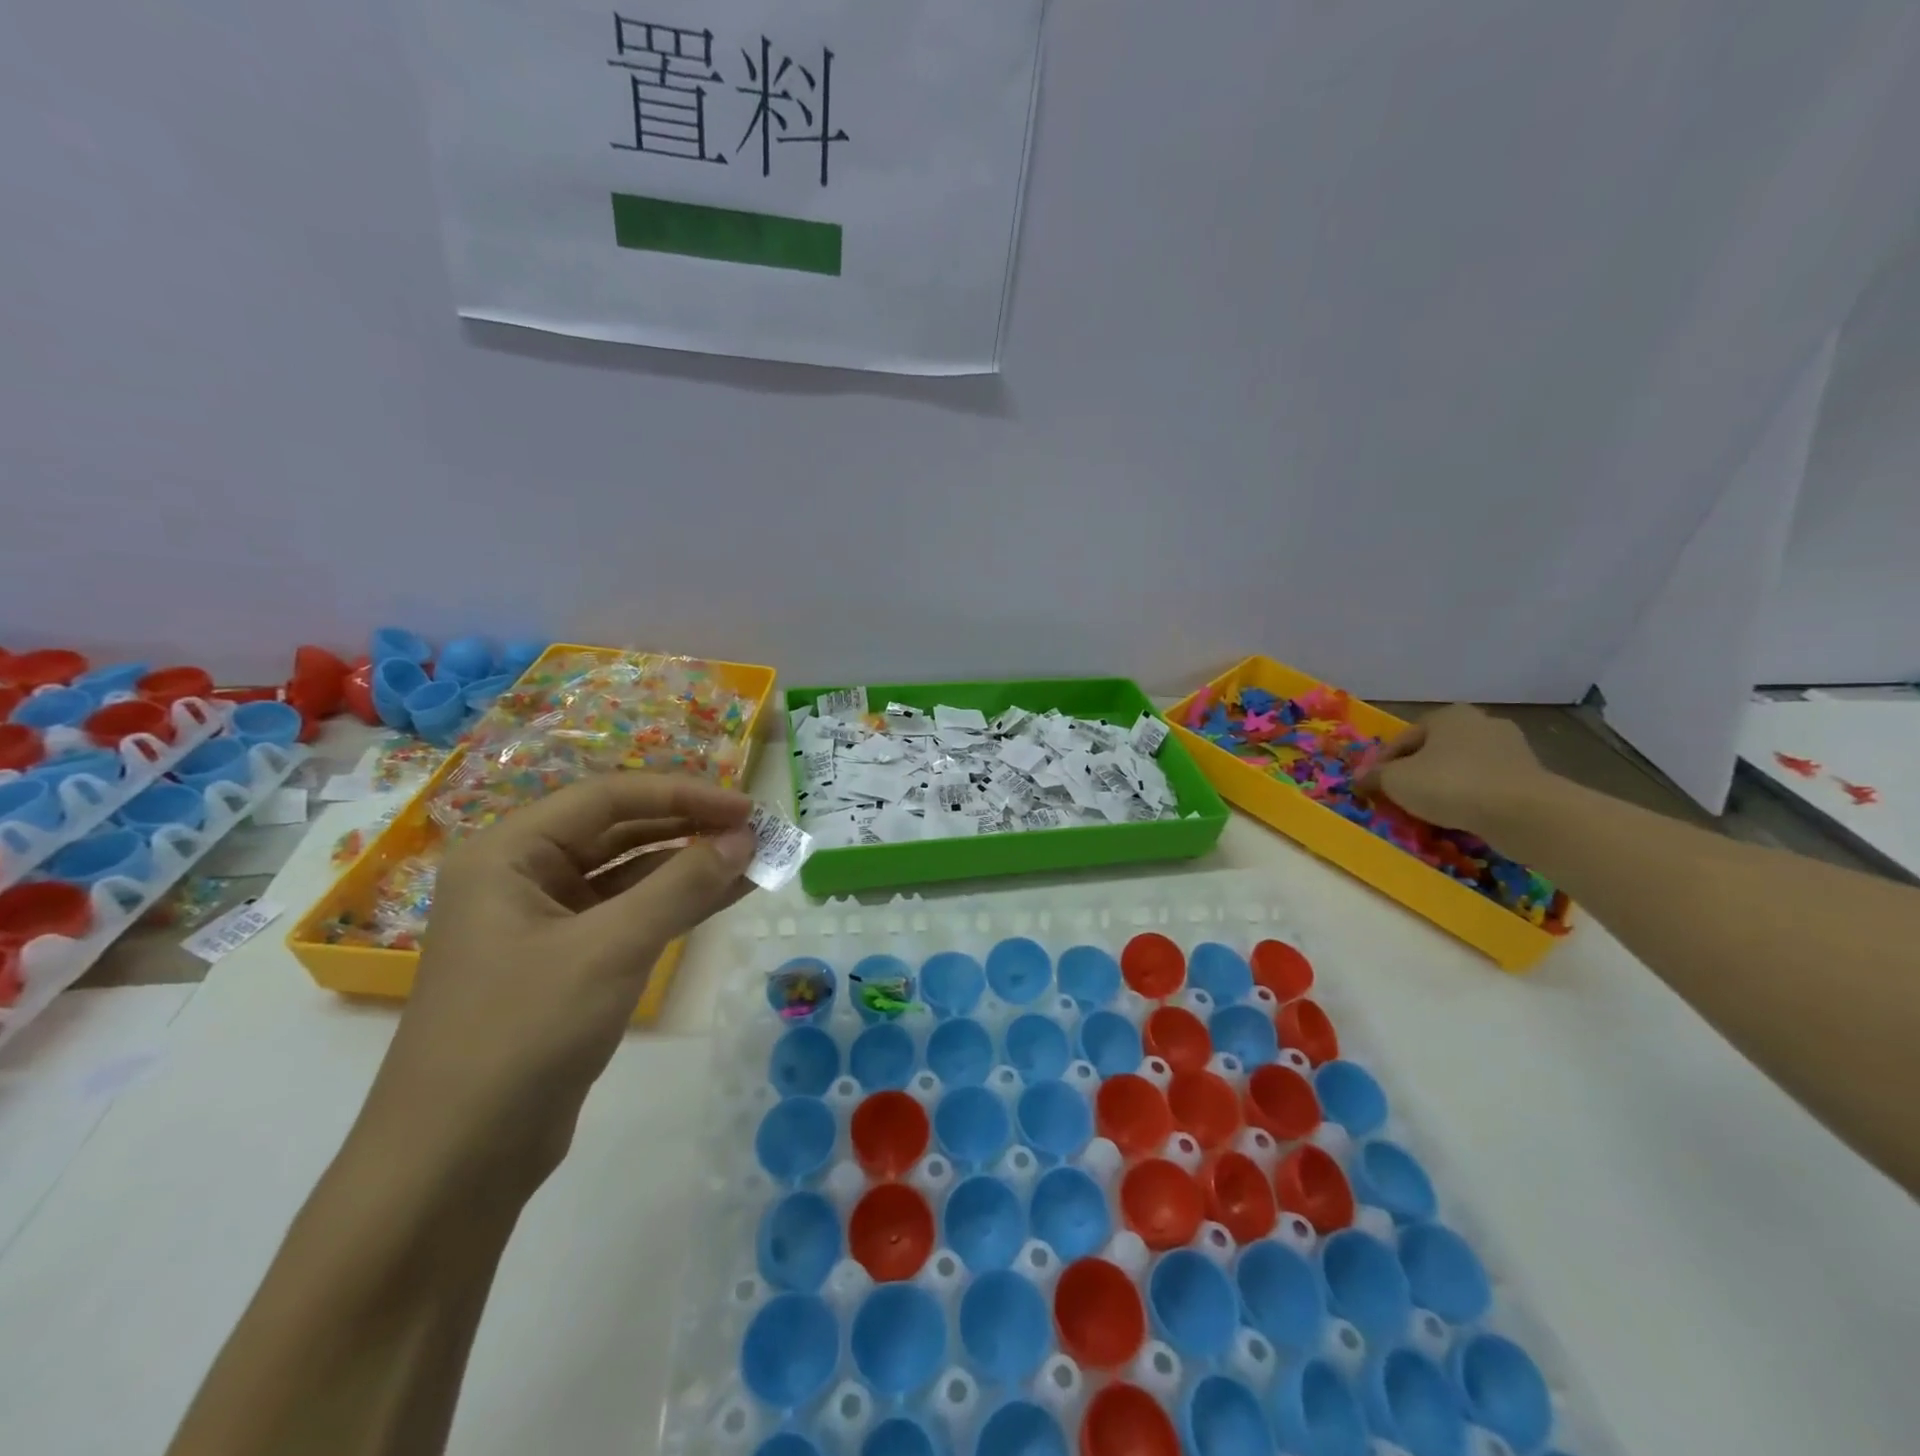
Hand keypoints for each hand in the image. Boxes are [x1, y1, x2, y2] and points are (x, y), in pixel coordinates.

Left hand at [357, 774, 756, 1195]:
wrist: (457, 1163)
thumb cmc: (523, 1033)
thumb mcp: (612, 948)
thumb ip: (682, 885)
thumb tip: (745, 837)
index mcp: (509, 854)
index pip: (608, 797)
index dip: (683, 795)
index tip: (746, 809)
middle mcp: (523, 876)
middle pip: (619, 830)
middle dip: (690, 828)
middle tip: (757, 832)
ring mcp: (545, 922)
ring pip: (630, 874)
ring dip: (691, 865)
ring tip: (756, 858)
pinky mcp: (567, 963)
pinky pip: (630, 914)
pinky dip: (677, 903)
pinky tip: (727, 894)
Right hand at [1357, 704, 1551, 836]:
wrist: (1523, 813)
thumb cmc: (1450, 784)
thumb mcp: (1396, 780)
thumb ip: (1375, 776)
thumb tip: (1361, 778)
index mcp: (1448, 715)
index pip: (1403, 739)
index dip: (1382, 764)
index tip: (1372, 787)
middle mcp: (1481, 723)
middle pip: (1434, 751)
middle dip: (1415, 773)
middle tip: (1400, 798)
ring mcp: (1511, 748)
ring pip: (1461, 768)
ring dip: (1443, 785)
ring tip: (1428, 812)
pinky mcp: (1530, 776)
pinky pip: (1486, 785)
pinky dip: (1470, 797)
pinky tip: (1460, 816)